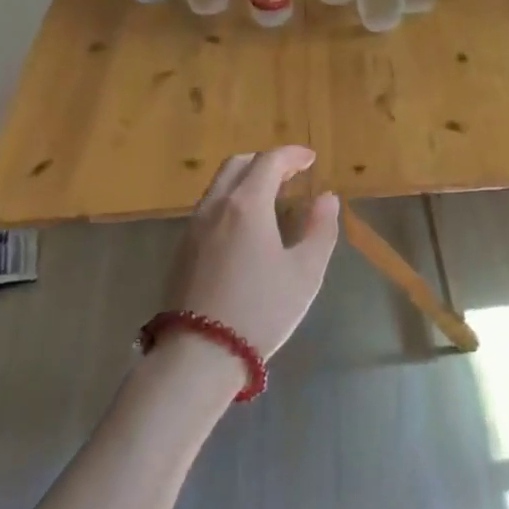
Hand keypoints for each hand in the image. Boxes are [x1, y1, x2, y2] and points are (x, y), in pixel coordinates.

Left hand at [161, 147, 340, 363]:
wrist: (199, 354)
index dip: (292, 155)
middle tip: (291, 174)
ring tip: (271, 198)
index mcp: (246, 205)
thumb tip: (326, 198)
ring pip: (219, 186)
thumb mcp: (305, 272)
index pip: (269, 161)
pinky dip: (231, 201)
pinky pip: (209, 208)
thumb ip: (320, 229)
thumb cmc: (261, 310)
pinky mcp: (181, 250)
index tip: (310, 159)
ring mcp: (193, 228)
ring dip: (246, 180)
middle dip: (266, 162)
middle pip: (237, 165)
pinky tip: (246, 227)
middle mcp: (215, 207)